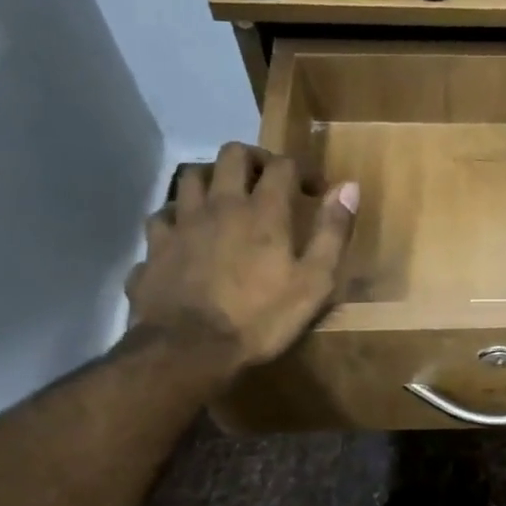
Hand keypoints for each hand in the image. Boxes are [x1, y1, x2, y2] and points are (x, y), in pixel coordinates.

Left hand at [126, 143, 357, 372]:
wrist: (190, 350)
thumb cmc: (261, 318)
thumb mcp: (314, 282)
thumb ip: (332, 232)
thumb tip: (350, 187)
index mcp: (264, 212)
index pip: (283, 165)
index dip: (303, 170)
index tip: (316, 191)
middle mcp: (221, 205)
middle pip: (233, 155)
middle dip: (255, 159)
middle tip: (268, 180)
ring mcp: (183, 223)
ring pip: (191, 176)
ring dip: (212, 178)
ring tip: (224, 197)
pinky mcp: (156, 246)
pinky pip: (162, 215)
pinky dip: (176, 216)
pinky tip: (185, 231)